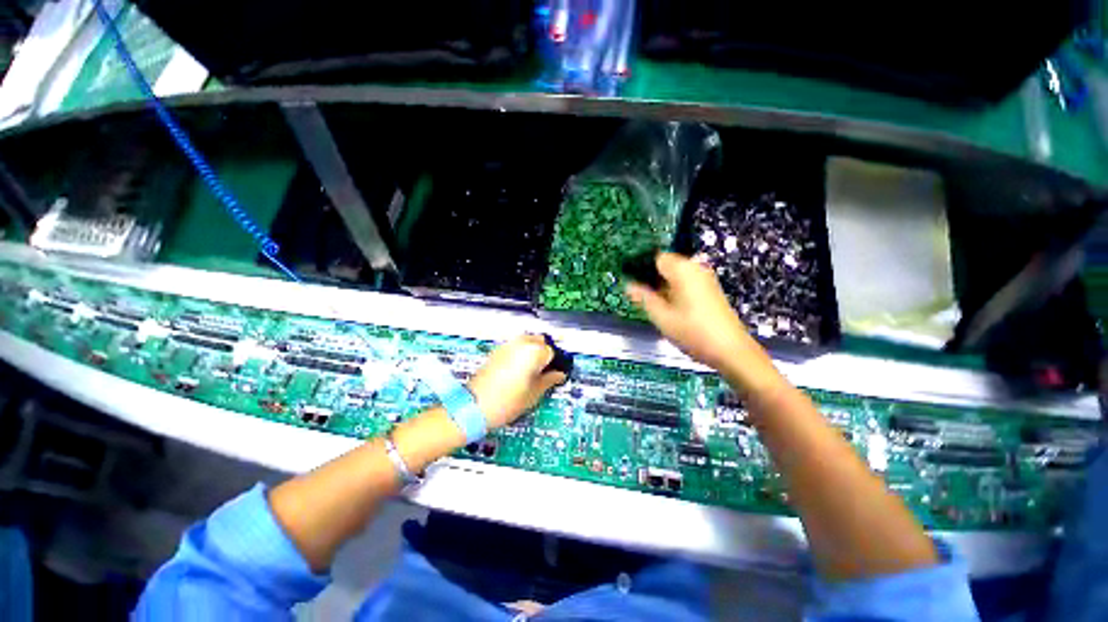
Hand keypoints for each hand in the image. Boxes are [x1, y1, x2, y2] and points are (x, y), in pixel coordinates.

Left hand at [467, 334, 567, 427]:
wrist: (474, 407)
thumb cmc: (507, 402)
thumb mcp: (535, 393)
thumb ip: (550, 380)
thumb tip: (559, 375)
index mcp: (533, 351)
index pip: (552, 352)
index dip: (555, 364)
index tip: (556, 374)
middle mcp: (520, 343)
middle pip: (540, 341)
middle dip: (544, 353)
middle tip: (545, 372)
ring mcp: (507, 345)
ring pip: (527, 342)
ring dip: (533, 352)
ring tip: (532, 372)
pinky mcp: (497, 351)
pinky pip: (515, 347)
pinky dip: (521, 353)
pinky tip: (519, 370)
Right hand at [626, 253, 777, 392]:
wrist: (730, 350)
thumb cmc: (692, 332)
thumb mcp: (661, 317)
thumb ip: (643, 298)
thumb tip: (628, 285)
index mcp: (683, 269)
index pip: (656, 257)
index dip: (641, 267)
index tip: (631, 282)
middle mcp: (696, 268)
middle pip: (666, 264)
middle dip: (651, 278)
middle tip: (641, 297)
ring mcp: (705, 278)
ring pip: (676, 275)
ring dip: (663, 286)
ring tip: (655, 305)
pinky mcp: (710, 289)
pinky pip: (686, 282)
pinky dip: (675, 290)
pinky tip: (671, 308)